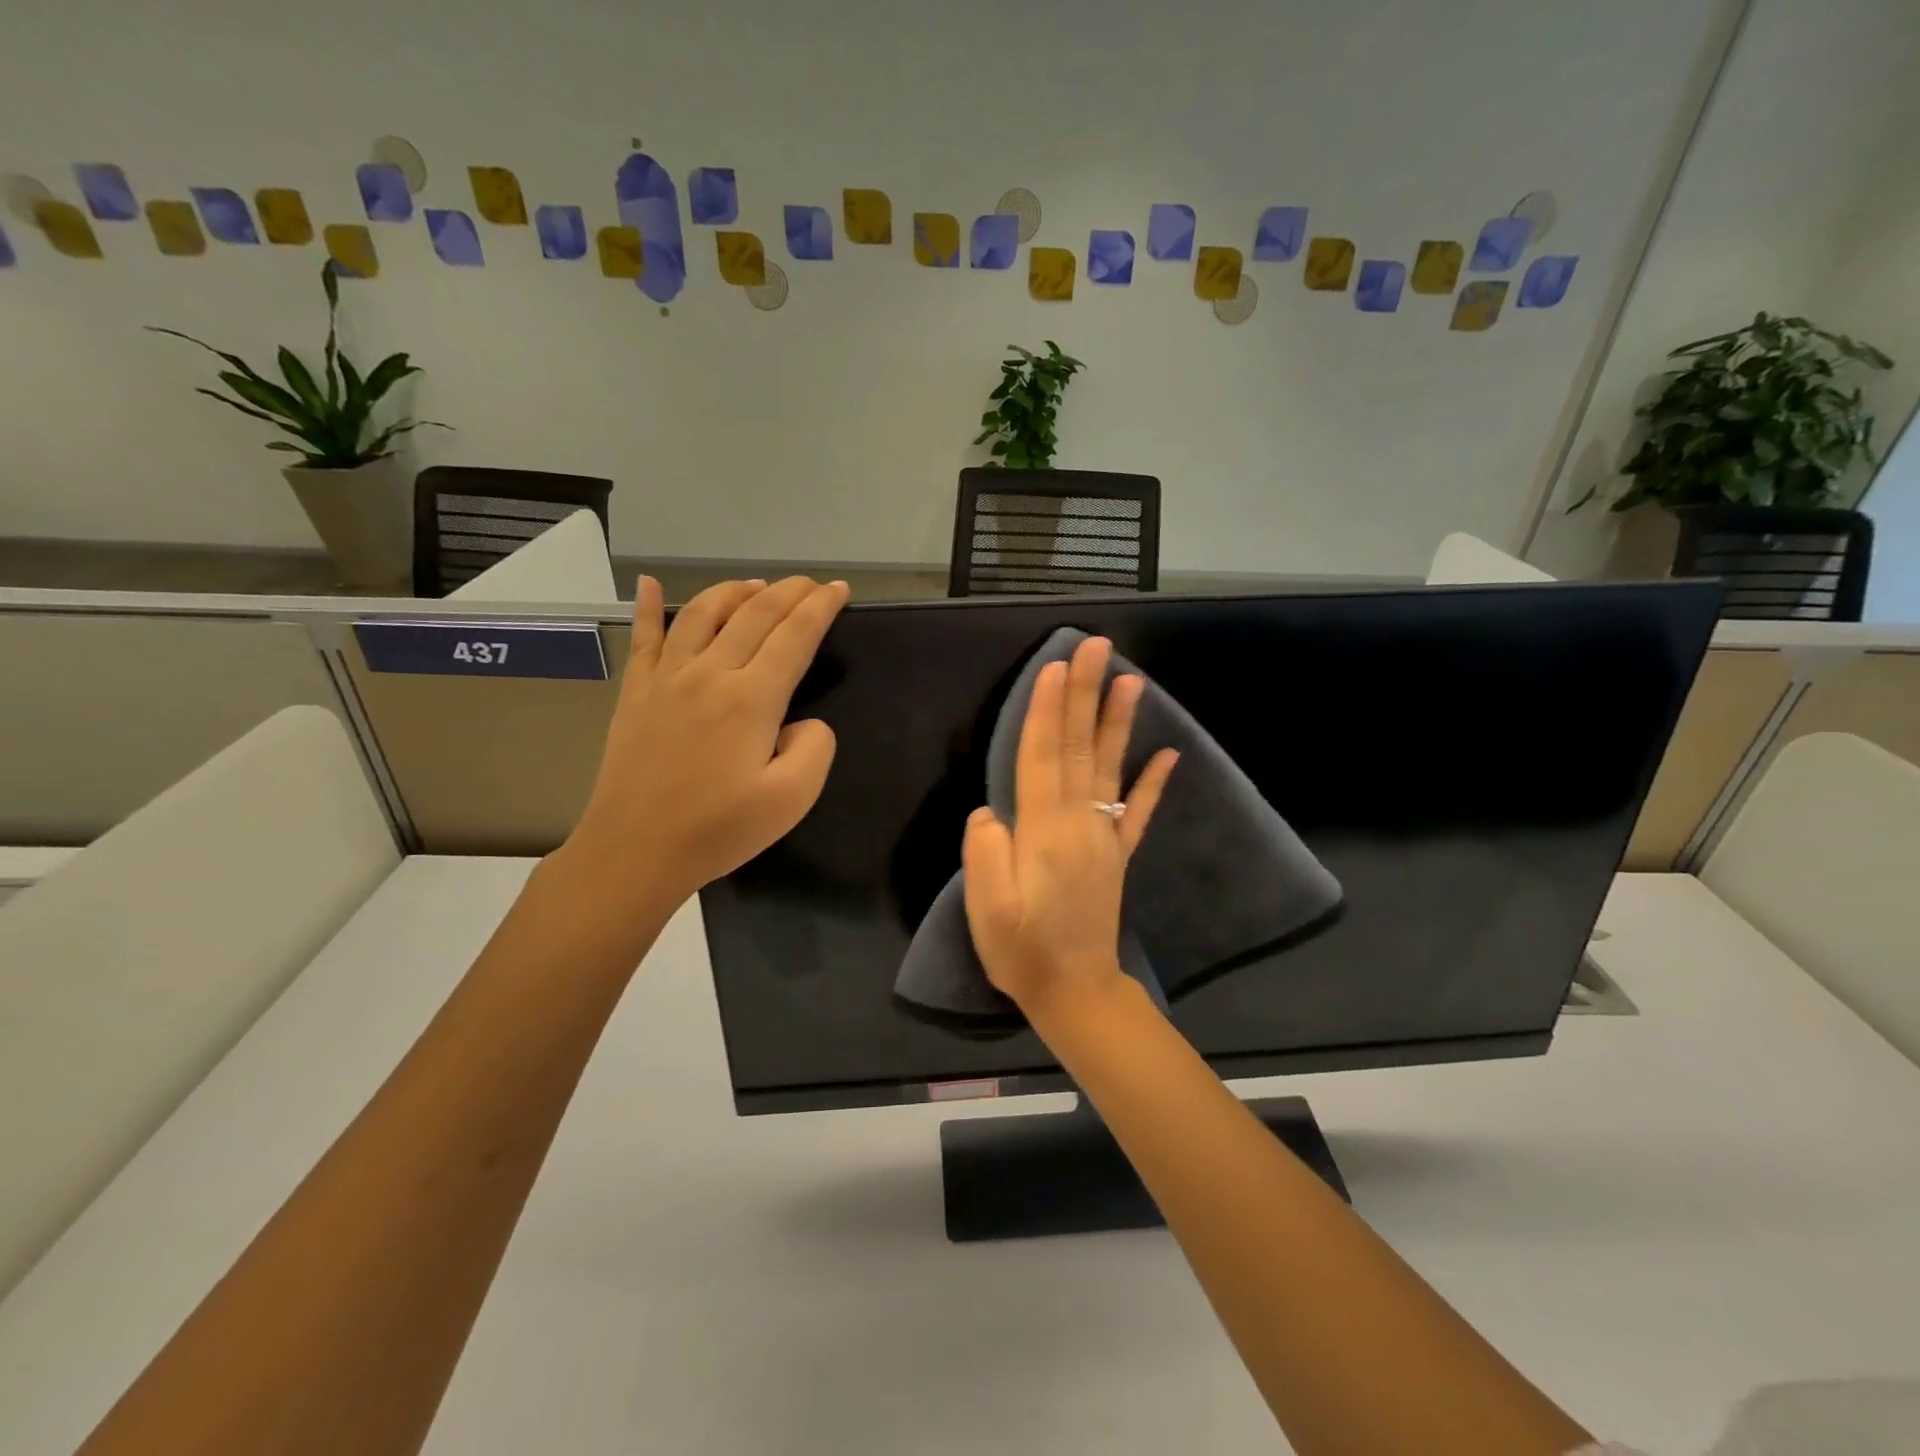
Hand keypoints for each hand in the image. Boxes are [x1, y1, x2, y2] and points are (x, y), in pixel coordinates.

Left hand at [562, 575, 848, 917]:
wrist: (634, 851)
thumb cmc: (718, 830)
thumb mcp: (791, 800)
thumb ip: (814, 748)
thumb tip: (803, 722)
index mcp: (751, 699)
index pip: (794, 635)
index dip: (820, 607)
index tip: (839, 589)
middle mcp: (709, 673)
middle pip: (754, 613)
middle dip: (789, 591)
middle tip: (810, 583)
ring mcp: (666, 678)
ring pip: (702, 612)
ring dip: (734, 591)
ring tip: (756, 585)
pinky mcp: (635, 692)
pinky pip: (642, 637)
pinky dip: (645, 605)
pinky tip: (646, 583)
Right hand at [962, 635, 1178, 1023]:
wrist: (1075, 992)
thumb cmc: (1022, 951)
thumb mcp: (988, 909)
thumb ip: (986, 853)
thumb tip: (991, 810)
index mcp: (1043, 831)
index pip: (1041, 757)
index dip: (1046, 710)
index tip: (1055, 666)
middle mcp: (1079, 823)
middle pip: (1077, 748)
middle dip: (1083, 695)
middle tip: (1095, 647)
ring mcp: (1103, 837)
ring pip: (1109, 768)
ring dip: (1117, 722)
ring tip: (1130, 679)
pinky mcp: (1116, 855)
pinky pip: (1139, 813)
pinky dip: (1154, 782)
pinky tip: (1170, 754)